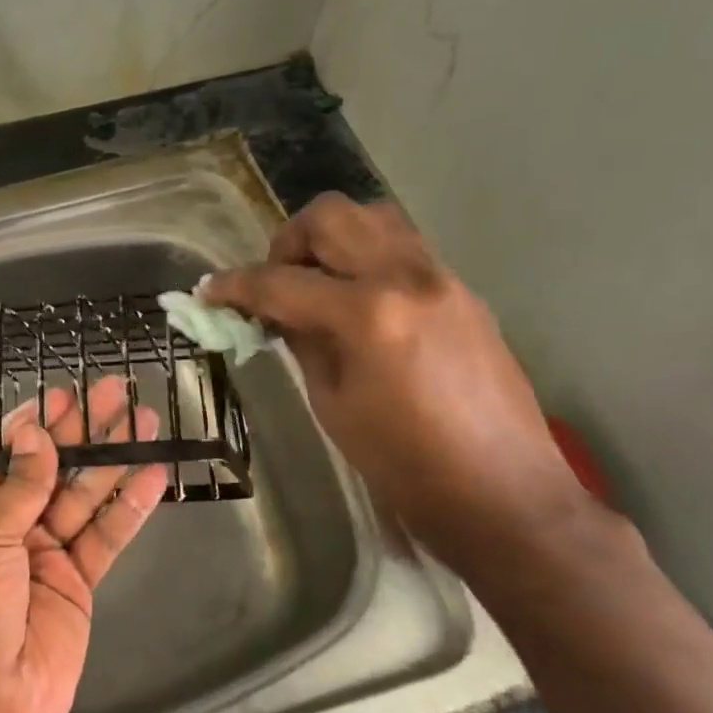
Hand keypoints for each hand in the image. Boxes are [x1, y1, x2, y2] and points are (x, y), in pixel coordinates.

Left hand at [0, 378, 169, 712]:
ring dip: (114, 459)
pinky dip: (129, 507)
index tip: (62, 393)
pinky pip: (106, 536)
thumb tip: (35, 431)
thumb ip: (19, 484)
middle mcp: (9, 524)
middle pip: (52, 467)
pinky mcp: (78, 581)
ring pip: (85, 495)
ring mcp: (46, 552)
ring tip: (145, 420)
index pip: (6, 453)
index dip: (34, 424)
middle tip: (114, 390)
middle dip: (83, 430)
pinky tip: (153, 476)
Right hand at [204, 194, 591, 567]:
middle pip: (331, 217)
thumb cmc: (405, 466)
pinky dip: (366, 259)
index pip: (281, 282)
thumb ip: (302, 342)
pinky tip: (357, 304)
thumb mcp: (333, 404)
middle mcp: (408, 277)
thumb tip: (273, 311)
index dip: (235, 285)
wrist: (505, 495)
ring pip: (372, 219)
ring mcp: (443, 278)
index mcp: (369, 314)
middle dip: (287, 243)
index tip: (207, 290)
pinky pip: (402, 249)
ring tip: (316, 285)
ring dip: (331, 240)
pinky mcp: (463, 292)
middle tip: (274, 284)